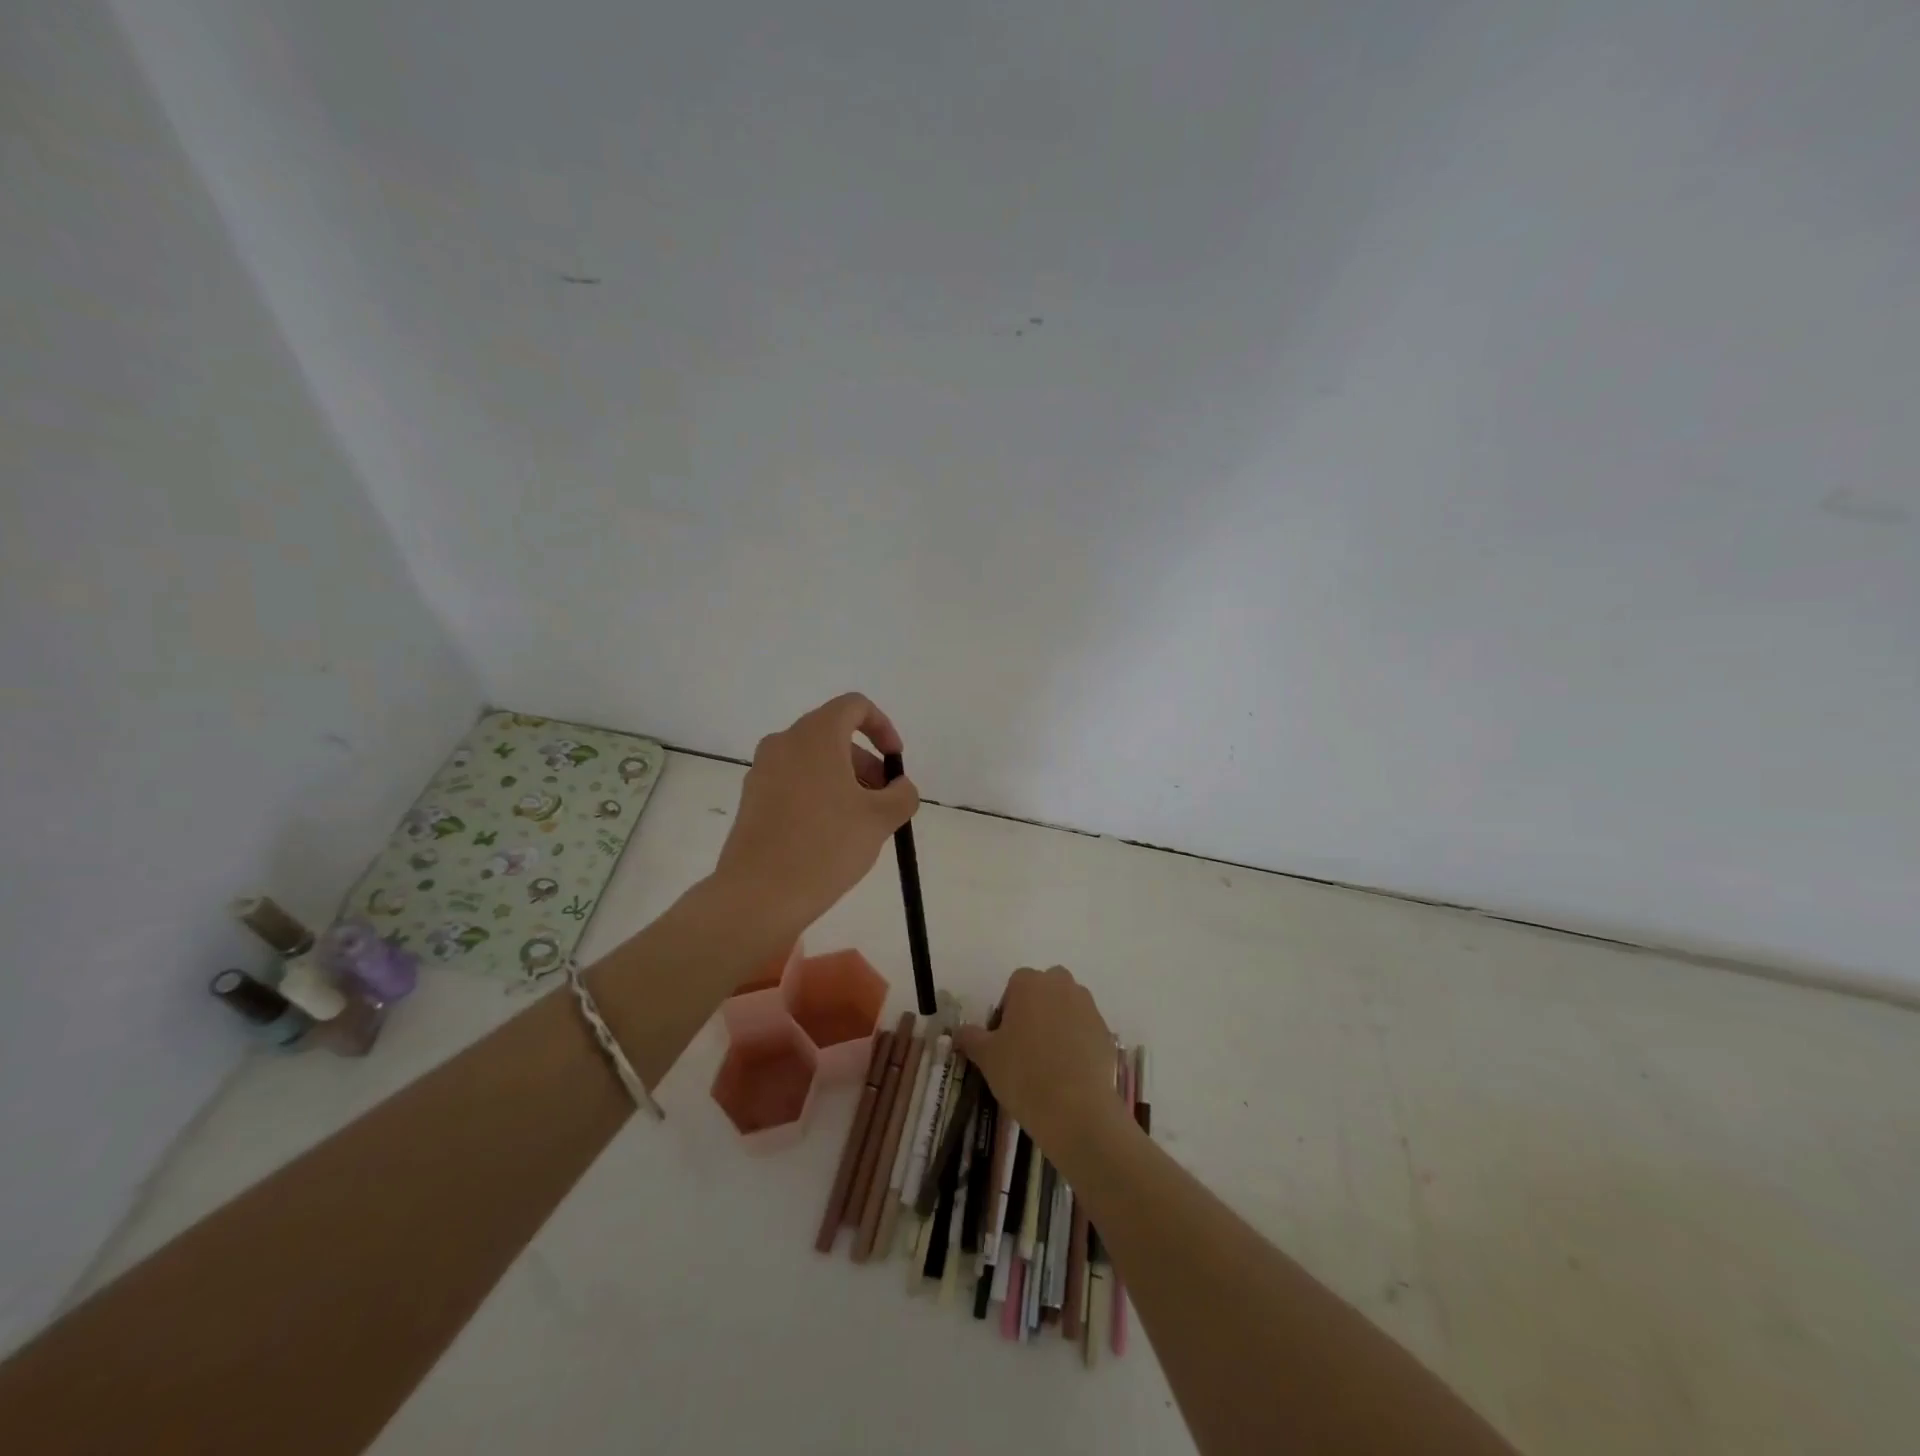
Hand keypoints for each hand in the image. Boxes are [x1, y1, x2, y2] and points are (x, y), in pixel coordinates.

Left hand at [712, 692, 919, 931]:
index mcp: (816, 736)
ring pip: (813, 760)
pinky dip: (818, 793)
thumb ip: (902, 795)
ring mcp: (762, 771)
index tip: (895, 761)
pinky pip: (793, 781)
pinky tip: (829, 835)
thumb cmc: (826, 846)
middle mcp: (784, 743)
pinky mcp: (751, 799)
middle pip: (833, 735)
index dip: (882, 727)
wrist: (759, 895)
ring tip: (860, 822)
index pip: (854, 706)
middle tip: (883, 800)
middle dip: (866, 762)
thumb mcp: (880, 819)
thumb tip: (899, 787)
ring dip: (843, 780)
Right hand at [957, 966, 1126, 1156]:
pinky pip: (1085, 1029)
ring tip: (1048, 1061)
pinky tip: (1068, 1072)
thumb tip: (958, 1031)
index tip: (1003, 1038)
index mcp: (1030, 983)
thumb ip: (970, 1037)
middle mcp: (1061, 985)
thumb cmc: (1023, 1074)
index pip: (1015, 985)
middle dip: (1036, 1009)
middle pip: (1045, 989)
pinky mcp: (1106, 1032)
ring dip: (1058, 1023)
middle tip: (1024, 1046)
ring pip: (1067, 1007)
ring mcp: (1088, 1007)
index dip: (1007, 1010)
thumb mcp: (986, 1056)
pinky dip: (1077, 1042)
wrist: (1076, 1110)